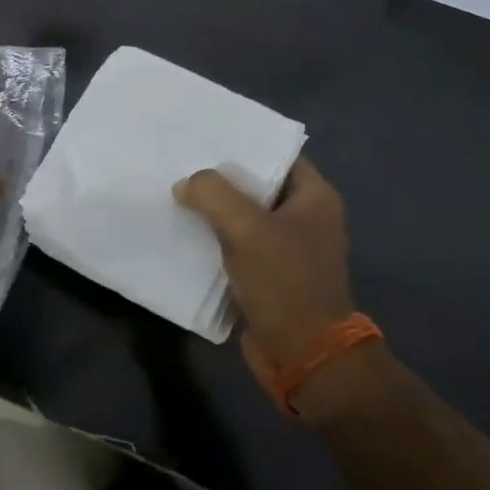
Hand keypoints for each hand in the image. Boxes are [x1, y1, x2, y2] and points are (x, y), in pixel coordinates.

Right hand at [174, 158, 355, 367]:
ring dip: (213, 209)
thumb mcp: (246, 227)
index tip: (205, 135)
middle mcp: (305, 218)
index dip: (244, 143)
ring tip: (174, 191)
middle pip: (256, 185)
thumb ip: (212, 194)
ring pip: (243, 216)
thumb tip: (186, 185)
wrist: (304, 355)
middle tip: (180, 161)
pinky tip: (182, 229)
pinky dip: (213, 237)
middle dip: (220, 176)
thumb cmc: (285, 282)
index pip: (277, 154)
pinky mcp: (268, 274)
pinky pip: (236, 244)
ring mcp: (287, 248)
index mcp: (315, 198)